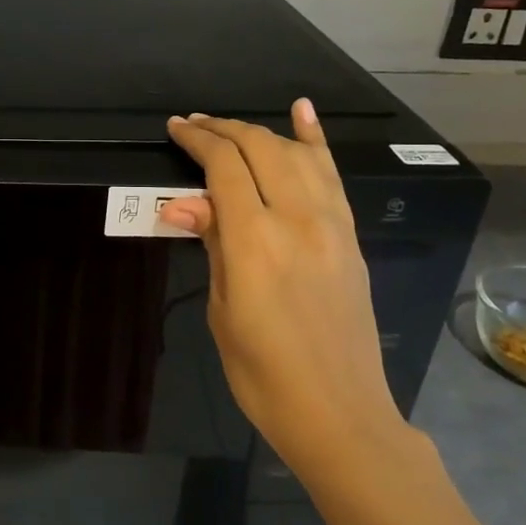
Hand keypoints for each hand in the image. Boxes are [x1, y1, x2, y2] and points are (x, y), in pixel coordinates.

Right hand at [158, 99, 410, 475]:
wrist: (338, 412)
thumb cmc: (262, 373)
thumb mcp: (222, 309)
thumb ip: (212, 244)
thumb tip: (183, 202)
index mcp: (255, 240)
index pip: (224, 166)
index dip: (197, 140)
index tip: (175, 129)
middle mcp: (297, 219)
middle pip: (260, 149)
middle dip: (223, 130)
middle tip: (194, 126)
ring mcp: (331, 225)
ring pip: (295, 154)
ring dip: (259, 133)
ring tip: (229, 128)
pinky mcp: (350, 236)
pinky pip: (331, 175)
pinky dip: (315, 140)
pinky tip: (302, 112)